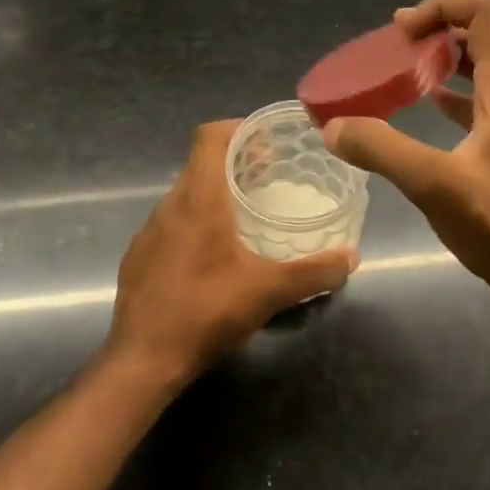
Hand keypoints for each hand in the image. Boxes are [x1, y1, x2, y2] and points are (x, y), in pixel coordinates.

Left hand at [105, 121, 357, 387]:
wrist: (142, 361)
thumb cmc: (206, 312)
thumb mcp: (270, 292)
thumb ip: (314, 273)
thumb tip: (351, 259)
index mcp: (198, 200)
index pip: (210, 136)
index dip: (239, 129)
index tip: (268, 143)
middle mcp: (169, 206)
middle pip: (201, 164)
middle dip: (236, 163)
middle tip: (270, 179)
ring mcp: (149, 232)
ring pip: (186, 195)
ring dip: (216, 194)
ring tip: (248, 215)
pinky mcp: (139, 257)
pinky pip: (172, 223)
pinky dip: (197, 222)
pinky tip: (216, 256)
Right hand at [323, 0, 489, 315]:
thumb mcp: (435, 185)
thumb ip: (382, 150)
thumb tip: (333, 126)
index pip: (484, 12)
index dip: (441, 7)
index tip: (400, 33)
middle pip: (480, 33)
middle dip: (434, 30)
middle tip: (390, 50)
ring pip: (478, 67)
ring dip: (439, 61)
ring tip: (397, 74)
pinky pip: (475, 101)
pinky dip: (447, 94)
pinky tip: (422, 109)